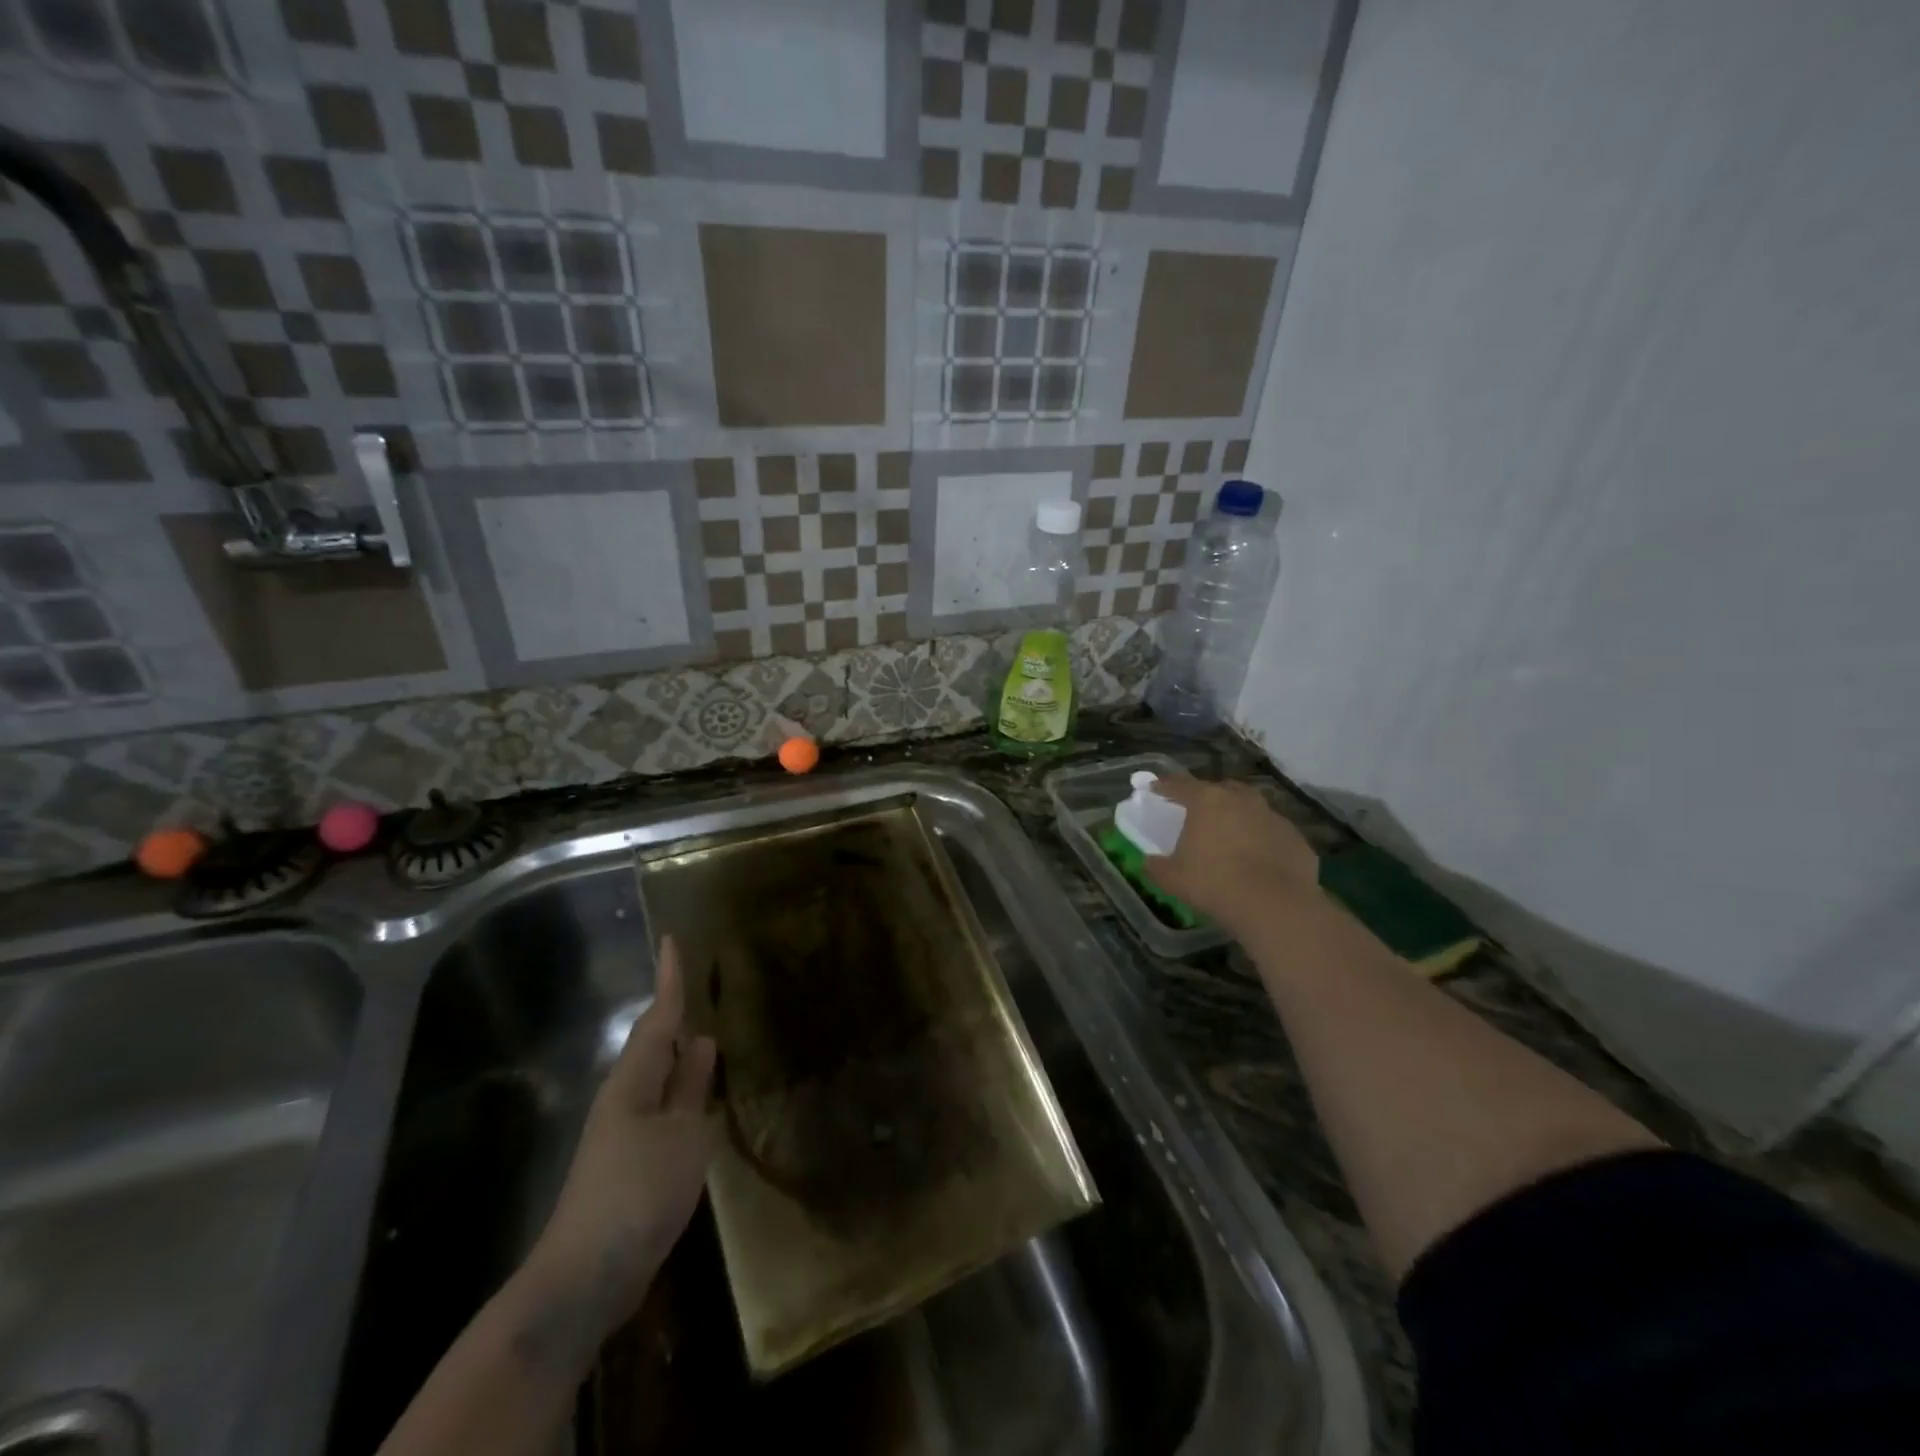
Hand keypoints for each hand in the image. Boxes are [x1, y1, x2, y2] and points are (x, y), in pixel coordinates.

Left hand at [526, 937, 715, 1338]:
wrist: (586, 1275)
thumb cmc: (639, 1191)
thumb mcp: (683, 1134)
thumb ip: (692, 1087)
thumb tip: (702, 1042)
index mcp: (634, 1080)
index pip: (658, 1016)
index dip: (670, 978)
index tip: (673, 939)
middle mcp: (625, 1097)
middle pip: (655, 1043)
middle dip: (676, 1014)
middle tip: (703, 983)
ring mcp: (625, 1131)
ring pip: (659, 1077)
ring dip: (682, 1054)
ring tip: (710, 1031)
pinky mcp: (631, 1161)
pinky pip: (662, 1108)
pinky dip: (683, 1091)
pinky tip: (700, 1097)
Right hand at [1144, 776, 1319, 933]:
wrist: (1274, 905)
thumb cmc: (1214, 883)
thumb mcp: (1173, 878)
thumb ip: (1157, 866)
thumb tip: (1149, 862)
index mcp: (1208, 801)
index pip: (1180, 785)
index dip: (1165, 786)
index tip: (1155, 788)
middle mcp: (1242, 800)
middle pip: (1221, 789)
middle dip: (1208, 797)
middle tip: (1198, 812)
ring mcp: (1273, 816)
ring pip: (1251, 808)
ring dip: (1239, 816)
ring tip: (1231, 834)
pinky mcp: (1296, 838)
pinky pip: (1272, 833)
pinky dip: (1263, 839)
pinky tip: (1258, 859)